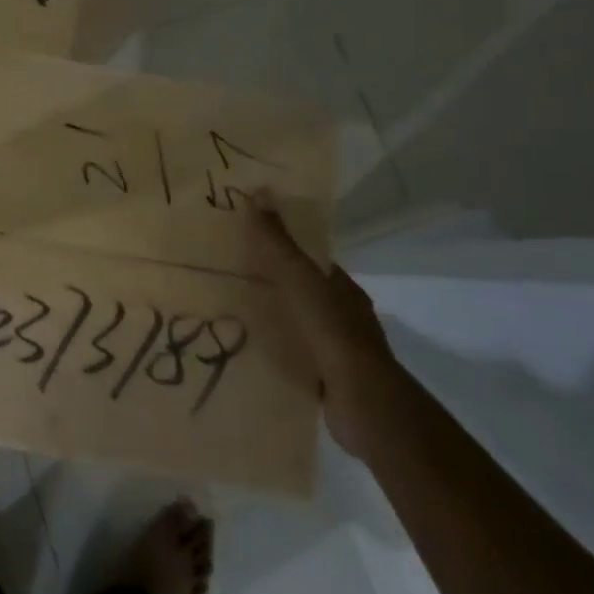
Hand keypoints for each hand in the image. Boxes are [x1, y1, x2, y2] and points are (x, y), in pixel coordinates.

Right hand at [245, 197, 397, 458]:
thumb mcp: (298, 278)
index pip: (310, 261)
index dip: (282, 249)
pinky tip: (250, 355)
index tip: (247, 244)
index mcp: (342, 288)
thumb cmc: (331, 331)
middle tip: (230, 281)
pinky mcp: (330, 382)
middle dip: (274, 287)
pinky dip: (277, 354)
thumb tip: (260, 190)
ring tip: (232, 318)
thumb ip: (277, 241)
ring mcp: (340, 351)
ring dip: (274, 322)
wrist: (363, 402)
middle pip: (304, 293)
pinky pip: (298, 359)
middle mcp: (345, 316)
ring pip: (300, 327)